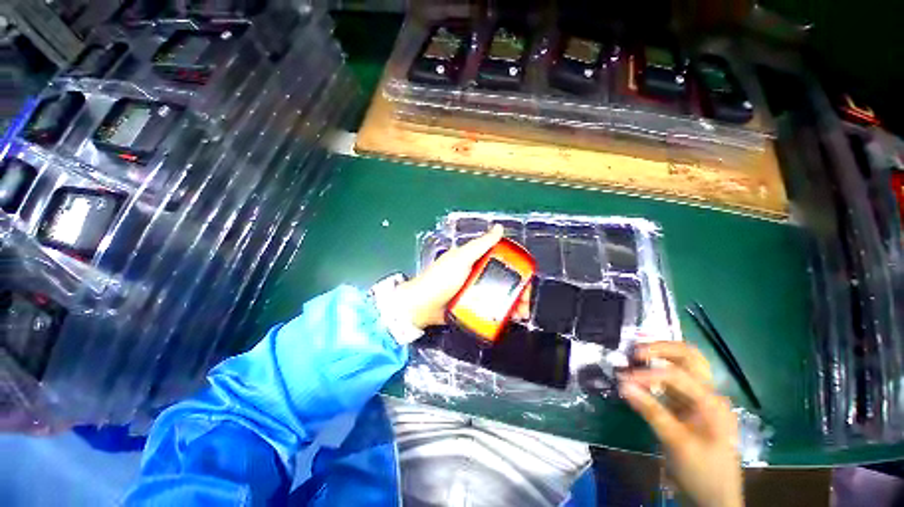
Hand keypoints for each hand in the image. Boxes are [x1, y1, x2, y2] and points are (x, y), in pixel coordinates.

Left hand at [395, 225, 531, 329]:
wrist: (421, 306)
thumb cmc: (441, 279)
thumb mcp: (462, 259)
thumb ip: (480, 245)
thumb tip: (499, 228)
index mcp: (475, 259)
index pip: (501, 260)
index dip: (516, 268)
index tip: (526, 280)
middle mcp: (476, 273)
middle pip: (503, 280)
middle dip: (517, 291)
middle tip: (525, 304)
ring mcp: (473, 290)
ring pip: (498, 295)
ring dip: (511, 304)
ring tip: (519, 315)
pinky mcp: (470, 305)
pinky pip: (489, 307)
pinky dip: (499, 312)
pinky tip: (507, 319)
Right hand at [619, 342, 742, 506]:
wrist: (715, 498)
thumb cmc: (702, 472)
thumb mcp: (676, 443)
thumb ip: (651, 411)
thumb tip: (622, 384)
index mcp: (712, 402)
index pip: (677, 375)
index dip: (648, 374)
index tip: (623, 379)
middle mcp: (709, 393)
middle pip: (688, 356)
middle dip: (661, 348)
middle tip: (635, 351)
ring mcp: (700, 398)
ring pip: (683, 364)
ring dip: (660, 356)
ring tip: (636, 356)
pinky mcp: (689, 405)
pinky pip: (672, 381)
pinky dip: (655, 373)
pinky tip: (640, 375)